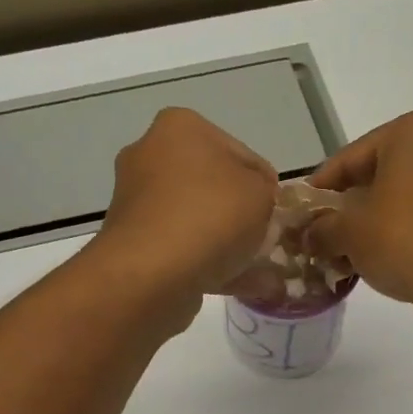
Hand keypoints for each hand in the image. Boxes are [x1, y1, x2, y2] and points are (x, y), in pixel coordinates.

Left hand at [89, 108, 278, 303]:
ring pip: (198, 220)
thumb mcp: (260, 194)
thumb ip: (265, 191)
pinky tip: (241, 286)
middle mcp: (151, 156)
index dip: (265, 183)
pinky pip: (182, 249)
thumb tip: (257, 201)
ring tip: (259, 271)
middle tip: (267, 239)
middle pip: (213, 186)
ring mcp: (138, 202)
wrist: (152, 273)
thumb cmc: (210, 217)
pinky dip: (210, 263)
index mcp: (180, 127)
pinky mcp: (134, 243)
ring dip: (227, 242)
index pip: (240, 152)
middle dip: (241, 213)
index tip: (278, 210)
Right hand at [305, 108, 412, 318]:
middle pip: (377, 175)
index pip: (349, 158)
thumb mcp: (349, 233)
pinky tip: (381, 261)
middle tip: (321, 237)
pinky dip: (400, 232)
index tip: (301, 216)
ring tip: (346, 254)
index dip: (319, 190)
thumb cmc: (405, 242)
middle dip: (347, 208)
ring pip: (402, 197)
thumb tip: (308, 236)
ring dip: (372, 223)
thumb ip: (321, 228)